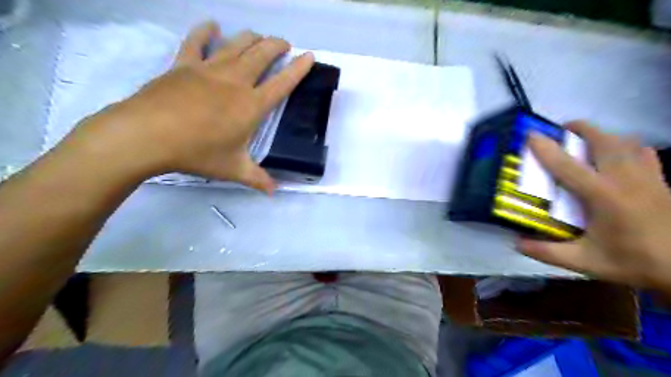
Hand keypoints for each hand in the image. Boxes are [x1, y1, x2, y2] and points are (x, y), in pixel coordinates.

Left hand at [69, 22, 315, 194]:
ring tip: (259, 37)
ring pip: (236, 45)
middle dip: (276, 46)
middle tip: (284, 43)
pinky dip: (205, 31)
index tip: (310, 56)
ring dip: (251, 38)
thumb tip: (274, 193)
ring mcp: (209, 69)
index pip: (282, 83)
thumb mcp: (233, 169)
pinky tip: (212, 25)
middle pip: (262, 55)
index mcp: (251, 105)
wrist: (148, 135)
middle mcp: (235, 81)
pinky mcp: (184, 65)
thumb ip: (257, 179)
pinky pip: (196, 42)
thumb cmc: (198, 152)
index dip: (299, 69)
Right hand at [518, 121, 670, 291]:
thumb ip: (546, 252)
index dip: (547, 149)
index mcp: (604, 197)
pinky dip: (626, 146)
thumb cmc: (632, 262)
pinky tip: (617, 156)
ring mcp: (647, 177)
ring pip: (626, 142)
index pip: (568, 166)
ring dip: (603, 136)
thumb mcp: (583, 262)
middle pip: (604, 141)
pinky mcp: (660, 181)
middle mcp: (626, 180)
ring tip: (586, 141)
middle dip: (581, 129)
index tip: (531, 135)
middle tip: (561, 131)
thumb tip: (516, 242)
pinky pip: (643, 152)